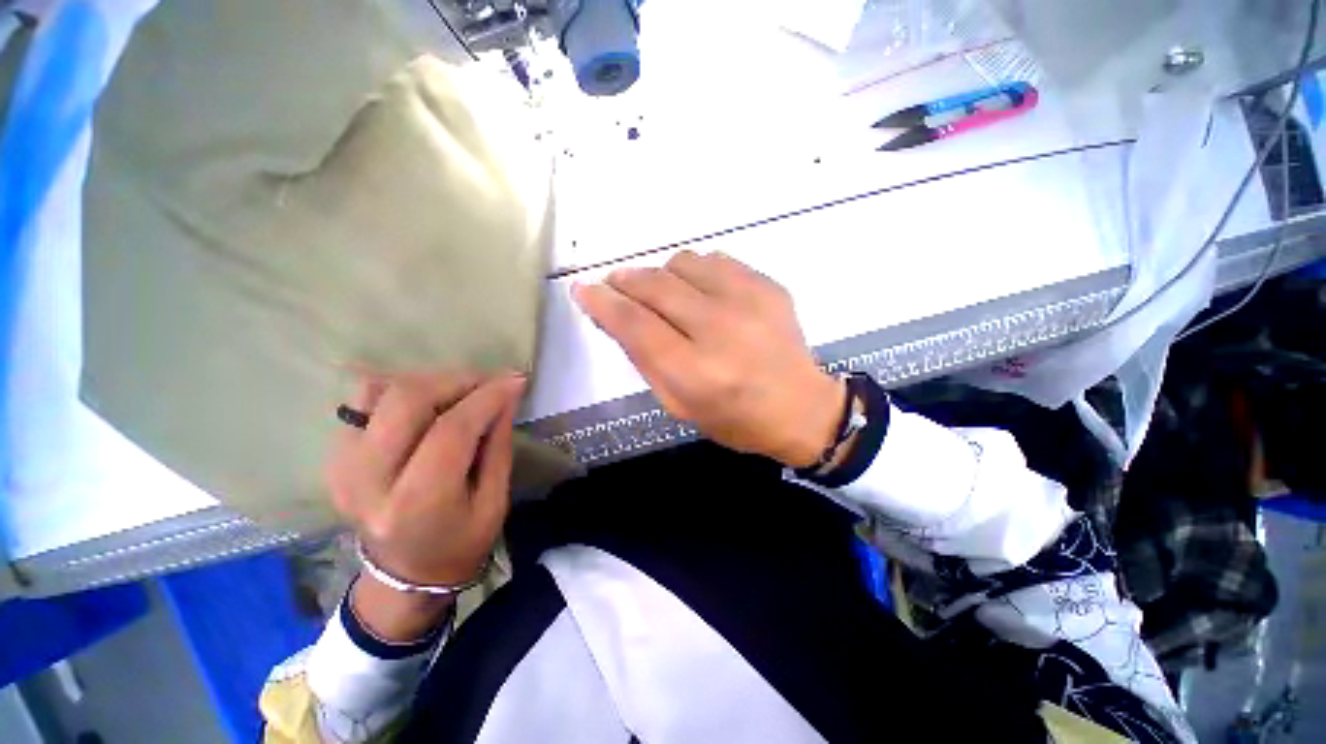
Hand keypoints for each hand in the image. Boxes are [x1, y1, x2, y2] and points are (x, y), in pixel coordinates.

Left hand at [326, 371, 524, 640]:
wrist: (405, 575)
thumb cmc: (461, 544)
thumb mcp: (495, 501)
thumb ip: (498, 445)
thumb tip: (507, 395)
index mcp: (416, 504)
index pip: (451, 430)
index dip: (487, 397)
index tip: (516, 380)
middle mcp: (368, 481)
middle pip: (407, 401)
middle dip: (456, 380)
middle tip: (489, 382)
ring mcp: (343, 466)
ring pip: (382, 392)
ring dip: (432, 382)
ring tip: (464, 392)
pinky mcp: (336, 456)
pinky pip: (366, 401)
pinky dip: (403, 391)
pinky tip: (432, 402)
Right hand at [572, 250, 843, 467]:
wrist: (801, 408)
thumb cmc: (734, 418)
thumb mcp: (679, 405)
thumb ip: (645, 359)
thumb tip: (615, 315)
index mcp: (697, 373)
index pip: (636, 325)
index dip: (604, 303)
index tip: (584, 290)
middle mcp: (722, 330)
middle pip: (656, 286)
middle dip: (626, 280)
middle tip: (615, 285)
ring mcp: (750, 302)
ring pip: (683, 262)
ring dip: (662, 275)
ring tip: (665, 296)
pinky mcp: (768, 286)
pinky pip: (715, 260)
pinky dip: (696, 273)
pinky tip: (701, 293)